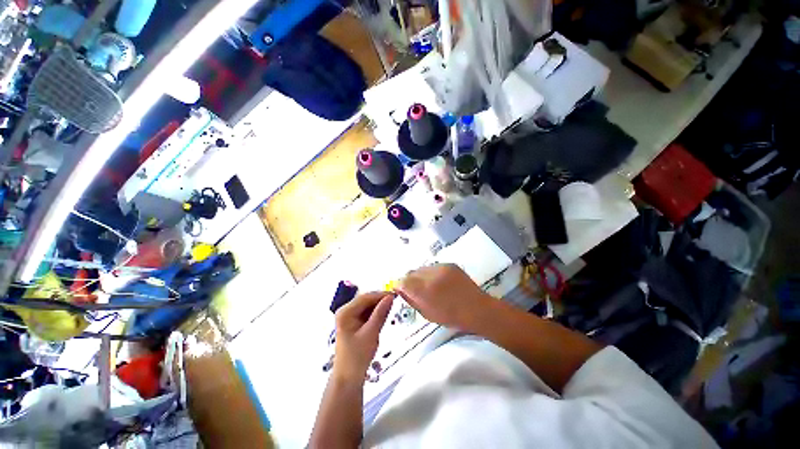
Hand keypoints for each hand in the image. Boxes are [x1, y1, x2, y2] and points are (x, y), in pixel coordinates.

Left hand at [333, 292, 393, 381]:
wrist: (348, 378)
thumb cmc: (357, 356)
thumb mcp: (371, 333)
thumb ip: (380, 313)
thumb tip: (390, 297)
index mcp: (345, 312)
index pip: (365, 297)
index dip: (380, 295)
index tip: (395, 295)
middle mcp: (346, 311)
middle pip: (365, 300)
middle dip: (380, 300)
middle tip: (396, 301)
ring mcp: (349, 317)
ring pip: (367, 306)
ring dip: (379, 306)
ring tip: (392, 307)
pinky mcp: (353, 323)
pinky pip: (366, 313)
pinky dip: (376, 313)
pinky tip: (384, 315)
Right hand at [396, 264, 491, 331]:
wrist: (477, 309)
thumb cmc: (451, 317)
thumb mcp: (427, 313)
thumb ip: (411, 300)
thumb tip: (401, 290)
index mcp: (424, 291)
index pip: (402, 282)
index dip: (399, 286)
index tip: (400, 291)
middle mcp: (430, 275)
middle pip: (411, 273)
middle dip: (409, 280)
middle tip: (415, 290)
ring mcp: (441, 267)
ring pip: (421, 268)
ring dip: (420, 276)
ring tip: (428, 286)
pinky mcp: (449, 264)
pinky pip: (433, 267)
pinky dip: (431, 273)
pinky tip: (438, 281)